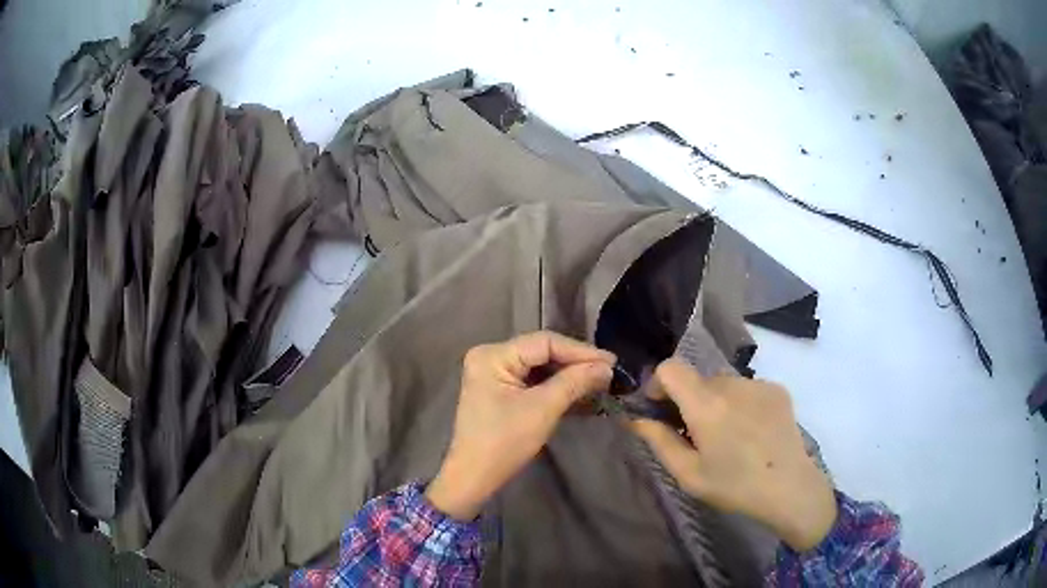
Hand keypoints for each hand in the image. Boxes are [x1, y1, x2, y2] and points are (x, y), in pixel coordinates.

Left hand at [425, 331, 614, 519]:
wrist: (474, 477)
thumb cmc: (504, 443)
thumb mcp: (542, 410)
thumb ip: (574, 382)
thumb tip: (606, 367)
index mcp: (493, 355)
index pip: (544, 342)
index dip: (580, 351)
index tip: (611, 362)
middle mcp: (490, 356)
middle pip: (542, 351)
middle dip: (575, 363)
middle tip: (608, 371)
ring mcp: (493, 373)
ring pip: (539, 366)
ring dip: (568, 375)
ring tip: (599, 380)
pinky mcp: (499, 390)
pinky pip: (532, 380)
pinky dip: (555, 386)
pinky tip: (579, 391)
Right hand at [629, 359, 836, 551]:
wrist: (790, 487)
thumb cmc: (734, 486)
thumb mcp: (689, 474)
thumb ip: (659, 442)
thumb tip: (635, 419)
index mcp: (706, 405)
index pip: (671, 368)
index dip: (659, 384)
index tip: (661, 410)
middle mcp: (732, 384)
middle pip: (698, 379)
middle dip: (689, 401)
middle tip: (697, 434)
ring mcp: (758, 384)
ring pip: (723, 384)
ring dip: (717, 402)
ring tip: (729, 436)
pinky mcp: (777, 389)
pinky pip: (747, 388)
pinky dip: (741, 404)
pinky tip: (751, 432)